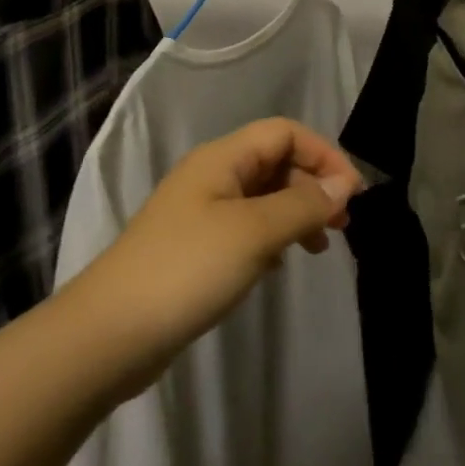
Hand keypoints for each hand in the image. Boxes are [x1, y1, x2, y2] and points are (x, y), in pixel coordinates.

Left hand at [73, 118, 363, 397]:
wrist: (112, 333)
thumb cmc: (187, 270)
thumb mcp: (254, 232)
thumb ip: (302, 205)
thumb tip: (343, 186)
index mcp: (222, 159)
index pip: (284, 133)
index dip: (323, 155)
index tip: (353, 196)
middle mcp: (212, 176)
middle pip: (274, 161)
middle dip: (313, 185)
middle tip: (342, 226)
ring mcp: (201, 213)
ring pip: (262, 197)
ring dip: (296, 212)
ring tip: (319, 247)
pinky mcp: (196, 248)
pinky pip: (246, 228)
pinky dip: (272, 237)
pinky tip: (280, 264)